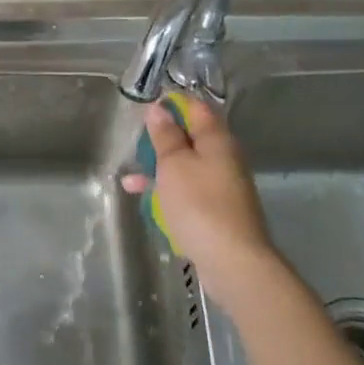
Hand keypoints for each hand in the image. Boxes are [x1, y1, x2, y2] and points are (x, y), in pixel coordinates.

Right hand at [120, 96, 279, 297]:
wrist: (233, 261)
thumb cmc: (199, 205)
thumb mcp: (174, 165)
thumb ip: (165, 136)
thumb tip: (160, 109)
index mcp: (217, 140)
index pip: (197, 108)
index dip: (172, 103)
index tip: (147, 108)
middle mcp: (224, 158)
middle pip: (192, 137)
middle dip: (163, 139)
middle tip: (135, 144)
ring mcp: (223, 185)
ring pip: (187, 166)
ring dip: (160, 168)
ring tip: (131, 179)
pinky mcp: (218, 210)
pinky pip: (189, 190)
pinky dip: (169, 190)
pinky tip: (147, 201)